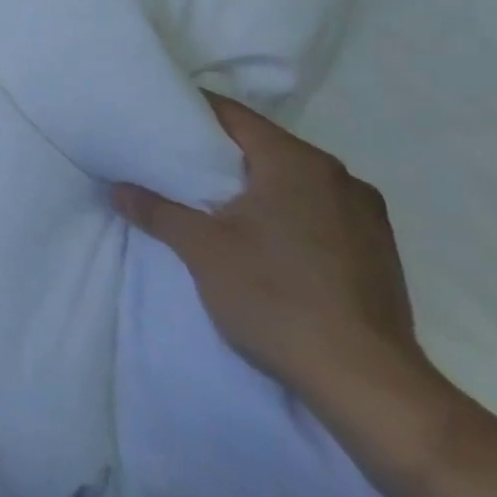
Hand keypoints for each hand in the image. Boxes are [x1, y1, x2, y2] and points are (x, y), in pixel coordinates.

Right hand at [113, 93, 425, 400]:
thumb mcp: (201, 249)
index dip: (191, 111)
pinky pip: (320, 211)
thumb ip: (157, 211)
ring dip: (257, 185)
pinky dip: (287, 212)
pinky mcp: (380, 253)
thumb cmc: (276, 297)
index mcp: (297, 162)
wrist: (367, 384)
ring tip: (216, 202)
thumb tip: (117, 188)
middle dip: (222, 152)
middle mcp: (339, 177)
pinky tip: (264, 239)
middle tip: (177, 162)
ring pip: (295, 180)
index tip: (159, 118)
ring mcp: (367, 216)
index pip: (233, 115)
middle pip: (265, 145)